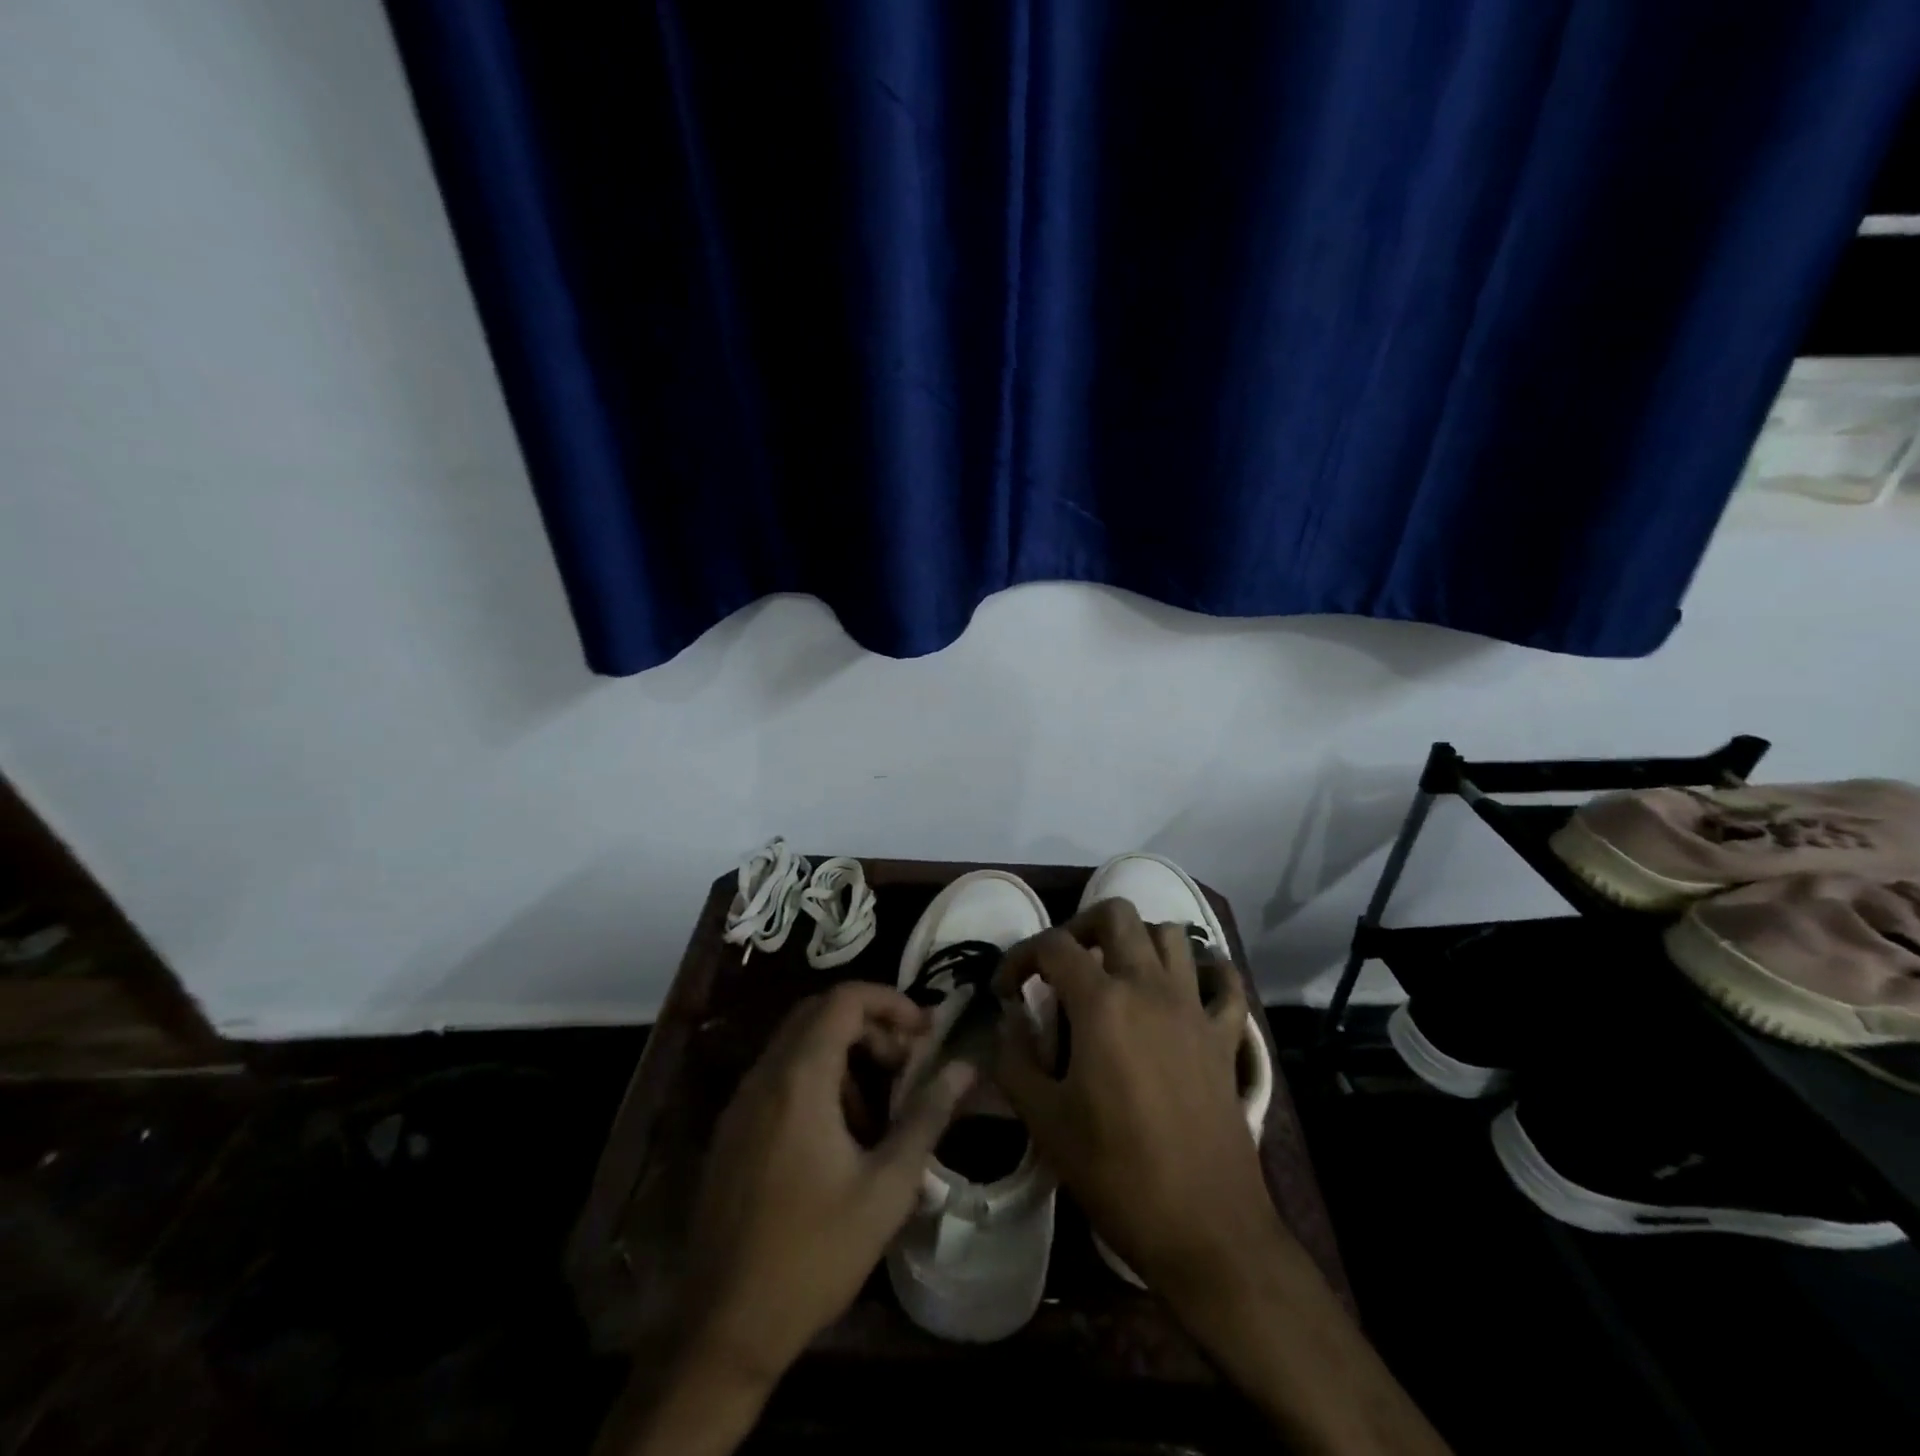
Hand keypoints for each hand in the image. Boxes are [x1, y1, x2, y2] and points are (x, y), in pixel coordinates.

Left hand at [678, 981, 974, 1387]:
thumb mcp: (887, 1187)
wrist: (723, 1327)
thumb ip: (927, 1115)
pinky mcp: (733, 1129)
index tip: (925, 1031)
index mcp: (800, 1078)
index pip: (845, 999)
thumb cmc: (814, 1254)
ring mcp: (742, 1102)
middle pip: (820, 1014)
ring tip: (880, 1109)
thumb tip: (966, 1067)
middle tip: (907, 1063)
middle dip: (871, 1026)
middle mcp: (765, 1075)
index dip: (891, 1001)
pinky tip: (842, 1136)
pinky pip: (781, 1076)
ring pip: (799, 1044)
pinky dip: (818, 1079)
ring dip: (845, 1054)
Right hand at [992, 899, 1277, 1301]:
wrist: (1205, 1229)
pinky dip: (1206, 972)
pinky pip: (1224, 982)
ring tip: (1115, 974)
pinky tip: (1185, 990)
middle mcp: (1150, 987)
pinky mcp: (1226, 1037)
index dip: (1020, 958)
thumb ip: (1015, 1059)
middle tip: (1063, 965)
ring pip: (1170, 935)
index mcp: (1102, 1003)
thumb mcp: (1045, 1120)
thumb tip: (1009, 1020)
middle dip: (1080, 927)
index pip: (1053, 946)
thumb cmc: (1116, 1173)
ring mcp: (1194, 1008)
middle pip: (1116, 914)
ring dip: (1138, 941)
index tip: (1006, 990)